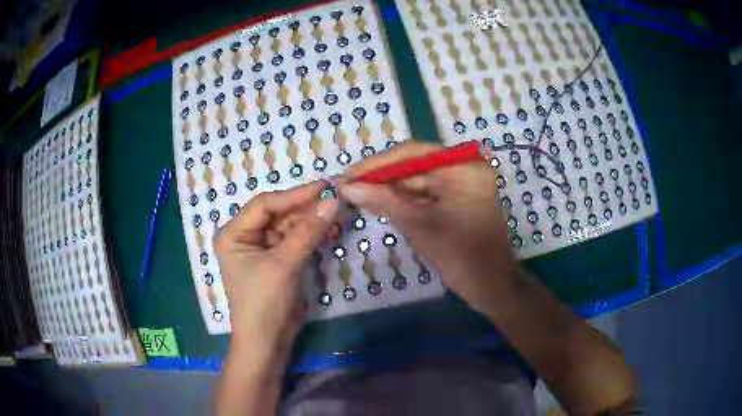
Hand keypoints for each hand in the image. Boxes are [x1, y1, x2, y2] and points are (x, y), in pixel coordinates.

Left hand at [213, 181, 338, 351]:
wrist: (268, 340)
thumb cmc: (264, 301)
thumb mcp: (284, 264)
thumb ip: (307, 231)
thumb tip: (332, 201)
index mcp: (233, 233)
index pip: (264, 205)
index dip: (294, 195)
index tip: (323, 186)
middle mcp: (245, 236)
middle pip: (277, 213)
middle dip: (305, 208)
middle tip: (334, 199)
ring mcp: (261, 247)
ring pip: (288, 225)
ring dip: (310, 221)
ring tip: (335, 213)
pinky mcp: (276, 259)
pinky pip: (294, 240)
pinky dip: (311, 235)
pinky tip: (328, 229)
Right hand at [338, 141, 516, 312]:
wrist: (491, 286)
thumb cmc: (461, 257)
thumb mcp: (420, 227)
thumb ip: (384, 201)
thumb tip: (347, 187)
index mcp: (462, 168)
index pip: (412, 154)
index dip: (376, 165)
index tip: (347, 175)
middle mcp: (464, 167)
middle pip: (414, 164)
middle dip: (381, 176)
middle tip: (347, 185)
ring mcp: (463, 182)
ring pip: (418, 178)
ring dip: (389, 187)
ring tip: (356, 192)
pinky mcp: (459, 197)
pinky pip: (426, 191)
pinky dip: (404, 197)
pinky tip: (379, 200)